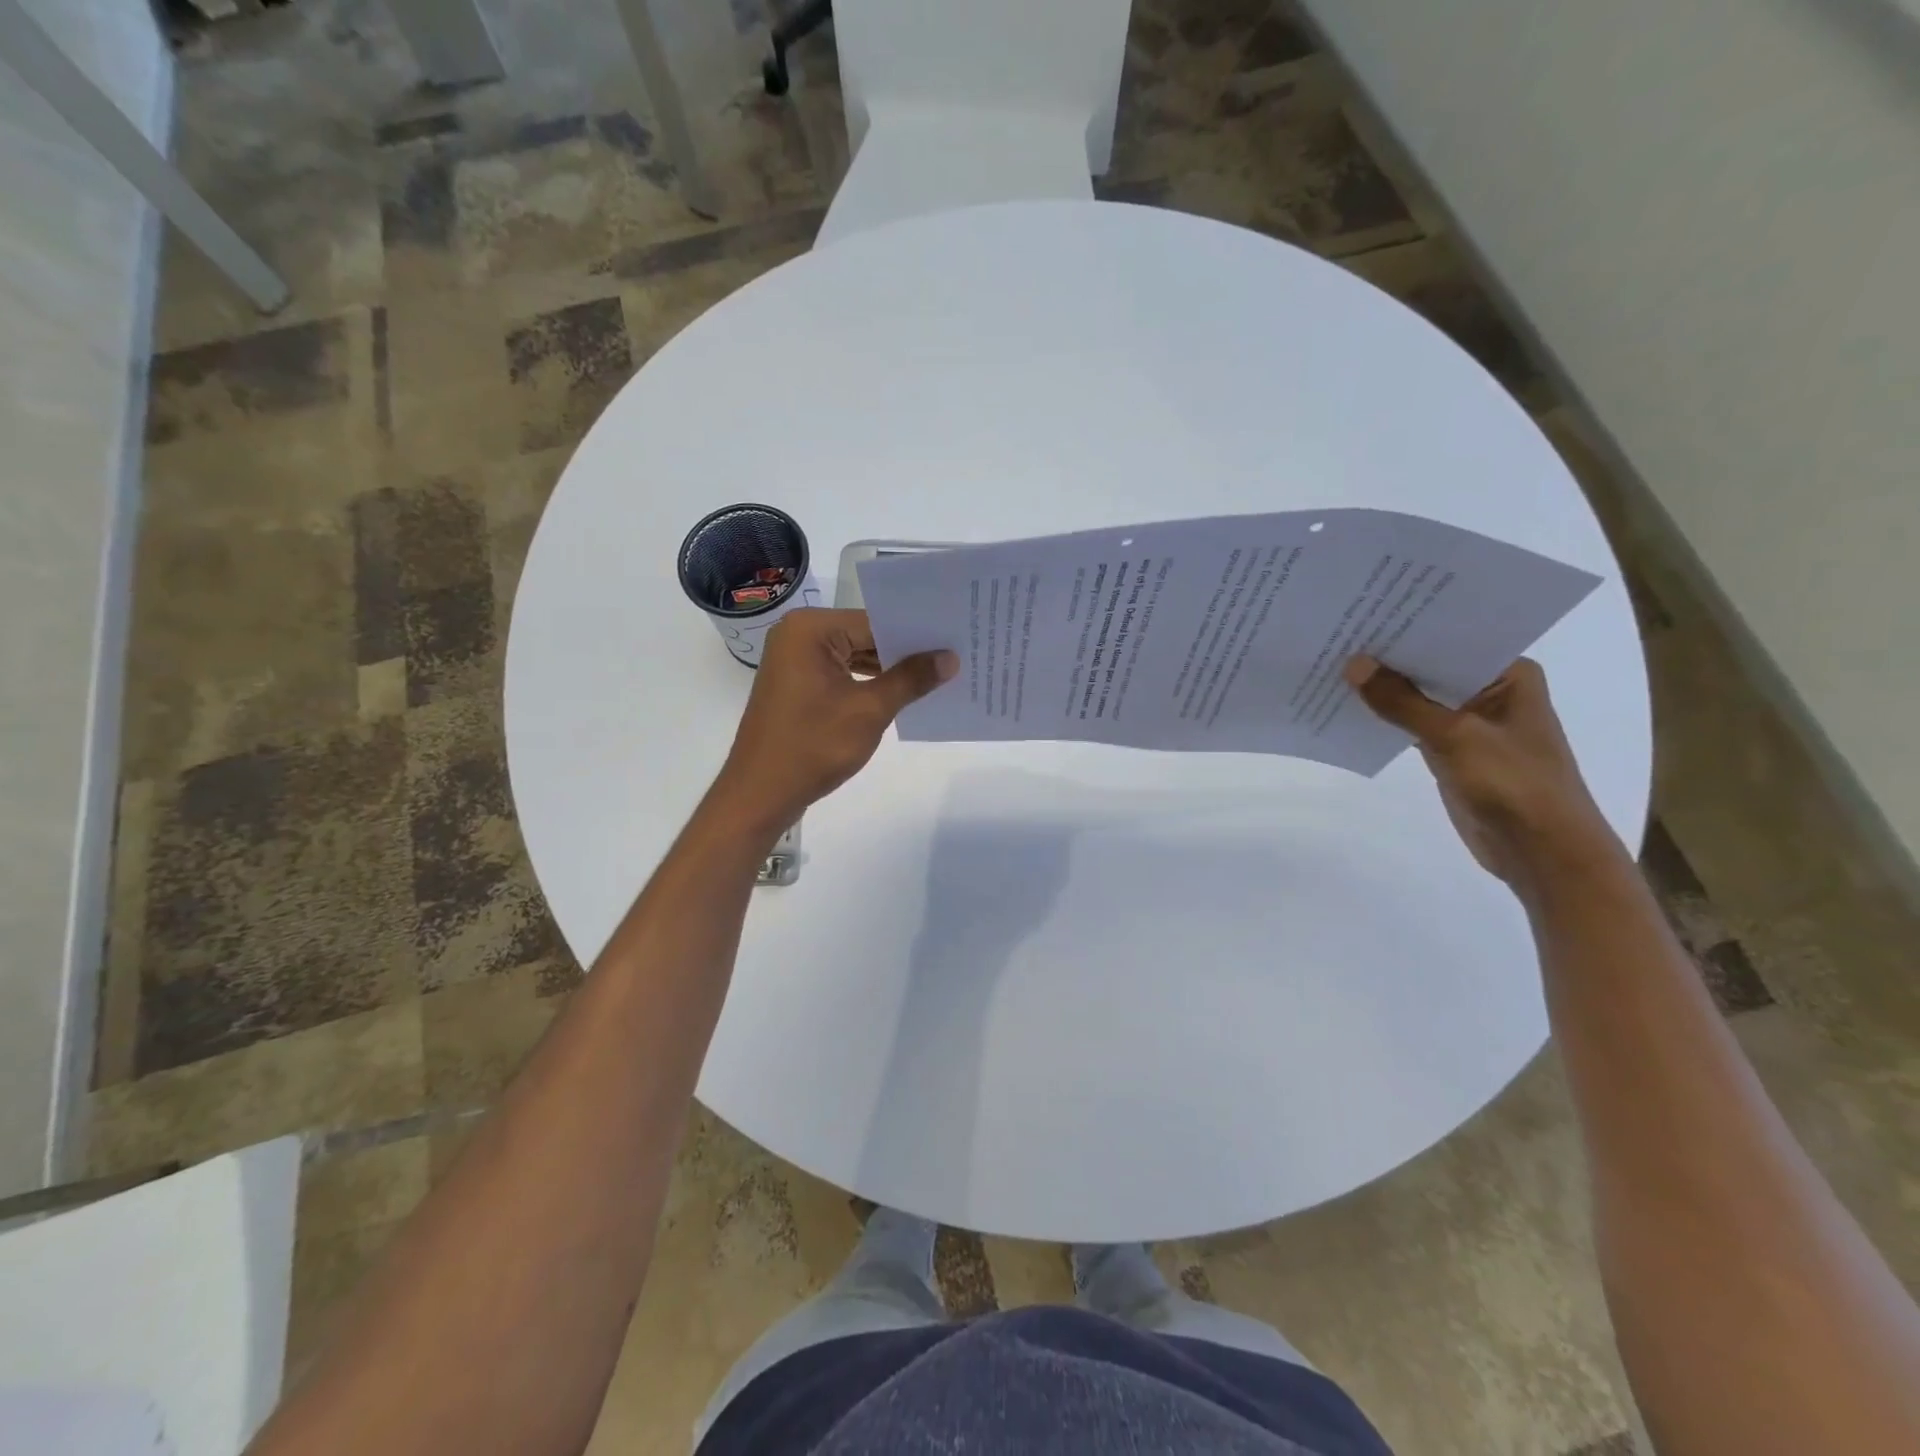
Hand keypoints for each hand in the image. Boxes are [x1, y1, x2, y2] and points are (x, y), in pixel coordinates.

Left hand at [710, 609, 956, 838]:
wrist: (761, 794)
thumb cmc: (813, 746)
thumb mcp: (870, 710)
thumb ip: (911, 679)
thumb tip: (951, 658)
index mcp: (810, 629)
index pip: (876, 621)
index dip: (917, 633)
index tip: (956, 639)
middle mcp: (798, 635)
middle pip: (865, 635)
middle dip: (905, 652)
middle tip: (955, 656)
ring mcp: (795, 660)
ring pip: (855, 655)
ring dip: (889, 669)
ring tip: (938, 675)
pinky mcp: (798, 684)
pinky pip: (842, 673)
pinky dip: (869, 683)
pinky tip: (903, 693)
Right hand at [1343, 655, 1620, 889]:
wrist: (1541, 852)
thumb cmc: (1513, 784)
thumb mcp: (1454, 736)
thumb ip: (1402, 702)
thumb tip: (1353, 665)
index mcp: (1508, 674)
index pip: (1450, 639)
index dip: (1406, 628)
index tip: (1362, 614)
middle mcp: (1490, 690)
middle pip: (1430, 666)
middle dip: (1388, 658)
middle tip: (1337, 637)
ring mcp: (1470, 721)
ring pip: (1418, 696)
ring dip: (1383, 689)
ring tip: (1332, 666)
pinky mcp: (1451, 749)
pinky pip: (1412, 723)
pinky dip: (1386, 717)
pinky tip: (1348, 706)